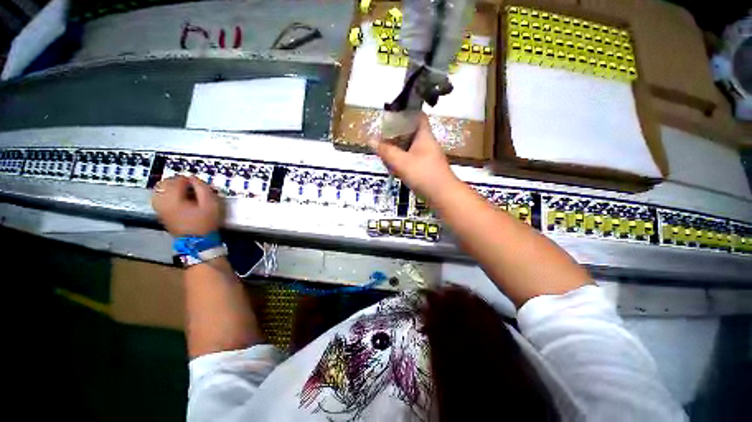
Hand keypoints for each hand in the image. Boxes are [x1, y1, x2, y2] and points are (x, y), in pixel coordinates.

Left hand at [151, 176, 222, 236]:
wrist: (199, 246)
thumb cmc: (205, 224)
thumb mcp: (210, 203)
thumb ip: (201, 186)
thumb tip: (192, 178)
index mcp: (175, 200)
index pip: (178, 180)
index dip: (188, 180)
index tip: (194, 184)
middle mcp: (165, 204)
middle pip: (165, 183)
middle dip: (176, 181)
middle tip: (185, 185)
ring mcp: (162, 211)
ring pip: (158, 191)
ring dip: (167, 187)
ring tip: (177, 190)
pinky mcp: (162, 217)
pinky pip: (157, 201)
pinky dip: (163, 196)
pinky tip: (172, 199)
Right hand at [369, 113, 458, 199]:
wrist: (445, 197)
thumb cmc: (425, 175)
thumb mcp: (401, 162)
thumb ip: (386, 151)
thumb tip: (371, 139)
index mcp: (424, 136)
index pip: (418, 116)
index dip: (406, 112)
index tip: (391, 113)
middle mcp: (427, 143)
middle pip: (410, 132)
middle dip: (395, 134)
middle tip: (381, 137)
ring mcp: (428, 156)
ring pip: (410, 146)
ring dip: (397, 149)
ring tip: (383, 154)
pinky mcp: (427, 168)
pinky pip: (412, 159)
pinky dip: (402, 161)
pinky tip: (393, 168)